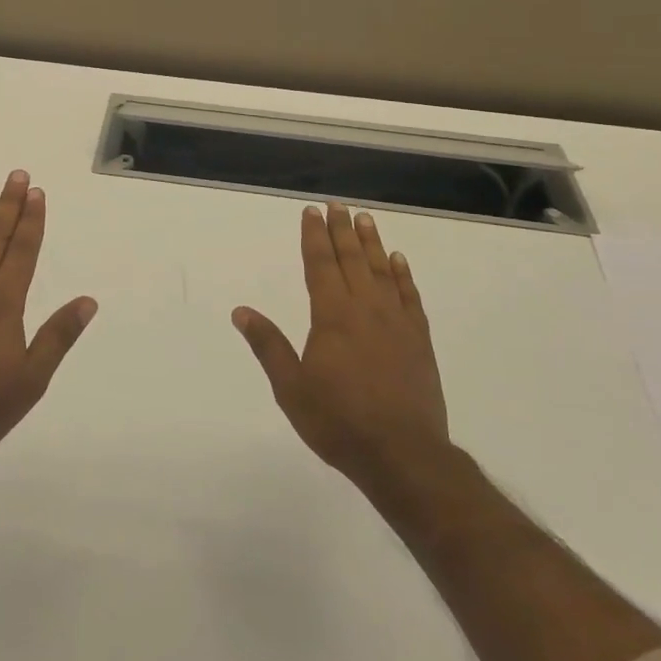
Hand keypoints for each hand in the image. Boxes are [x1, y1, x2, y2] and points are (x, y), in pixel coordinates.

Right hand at [233, 203, 448, 483]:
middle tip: (337, 205)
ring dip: (372, 243)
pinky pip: (411, 296)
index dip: (314, 236)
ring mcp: (397, 323)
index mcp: (332, 316)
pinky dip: (404, 275)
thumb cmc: (339, 422)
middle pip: (352, 259)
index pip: (320, 265)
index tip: (311, 212)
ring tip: (365, 220)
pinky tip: (398, 261)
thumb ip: (268, 345)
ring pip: (382, 271)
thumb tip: (241, 311)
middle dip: (341, 230)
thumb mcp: (291, 388)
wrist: (403, 455)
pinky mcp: (419, 340)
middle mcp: (366, 309)